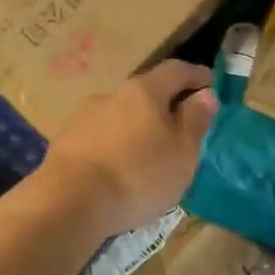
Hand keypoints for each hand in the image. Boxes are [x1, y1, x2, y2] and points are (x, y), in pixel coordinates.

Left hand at [30, 60, 218, 238]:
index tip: (209, 83)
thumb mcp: (182, 152)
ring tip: (147, 156)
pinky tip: (119, 169)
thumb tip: (204, 94)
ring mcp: (82, 118)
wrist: (69, 203)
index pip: (175, 70)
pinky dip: (115, 147)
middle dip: (164, 107)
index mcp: (144, 91)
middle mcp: (111, 95)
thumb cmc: (138, 175)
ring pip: (120, 117)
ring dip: (136, 129)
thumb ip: (194, 121)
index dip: (195, 74)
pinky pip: (100, 139)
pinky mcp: (64, 143)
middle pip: (144, 93)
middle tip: (180, 129)